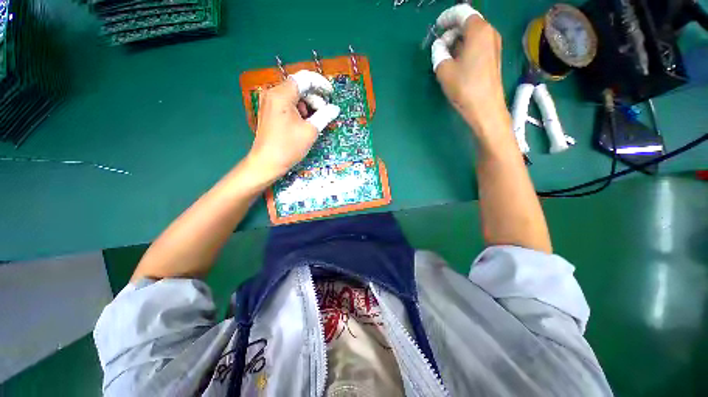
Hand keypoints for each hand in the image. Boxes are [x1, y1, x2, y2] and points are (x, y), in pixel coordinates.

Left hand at [247, 70, 339, 180]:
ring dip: (308, 106)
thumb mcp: (310, 131)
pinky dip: (299, 110)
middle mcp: (273, 93)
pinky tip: (304, 123)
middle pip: (299, 87)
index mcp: (282, 95)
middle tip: (324, 113)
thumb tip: (335, 108)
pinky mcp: (269, 111)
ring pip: (294, 96)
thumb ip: (324, 115)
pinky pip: (288, 104)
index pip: (305, 79)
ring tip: (314, 122)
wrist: (267, 162)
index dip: (321, 84)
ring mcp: (269, 102)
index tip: (331, 94)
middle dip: (314, 98)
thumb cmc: (289, 147)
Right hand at [431, 4, 506, 132]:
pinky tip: (457, 63)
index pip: (461, 13)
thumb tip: (440, 46)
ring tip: (446, 57)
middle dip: (452, 32)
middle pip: (468, 23)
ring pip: (473, 35)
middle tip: (439, 47)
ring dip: (458, 42)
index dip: (447, 18)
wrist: (485, 108)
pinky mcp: (494, 57)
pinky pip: (478, 45)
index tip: (437, 27)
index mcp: (478, 30)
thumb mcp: (444, 70)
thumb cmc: (464, 87)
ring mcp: (494, 45)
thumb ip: (438, 53)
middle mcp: (490, 32)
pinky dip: (465, 49)